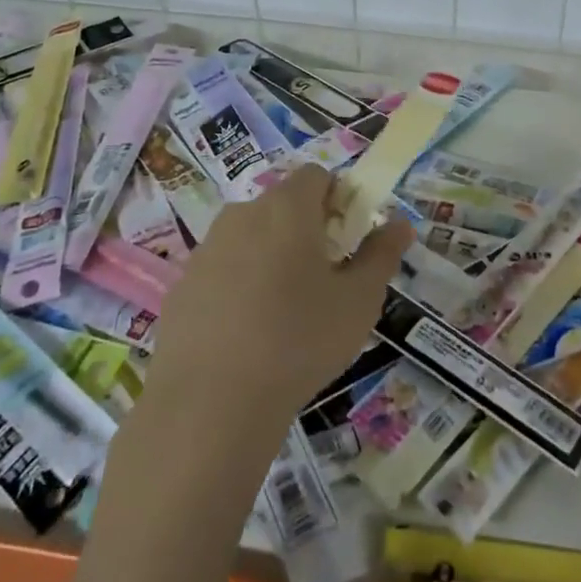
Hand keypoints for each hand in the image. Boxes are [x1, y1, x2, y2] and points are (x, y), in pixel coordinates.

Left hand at [147, 165, 412, 430]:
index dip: (339, 199)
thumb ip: (381, 255)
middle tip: (324, 279)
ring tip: (285, 312)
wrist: (209, 405)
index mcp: (287, 208)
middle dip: (306, 230)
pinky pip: (222, 271)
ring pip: (250, 238)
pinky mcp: (181, 287)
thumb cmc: (299, 341)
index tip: (348, 240)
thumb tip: (399, 223)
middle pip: (282, 205)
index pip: (316, 176)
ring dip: (272, 258)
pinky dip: (239, 287)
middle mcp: (242, 215)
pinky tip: (247, 335)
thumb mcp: (359, 301)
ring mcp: (206, 250)